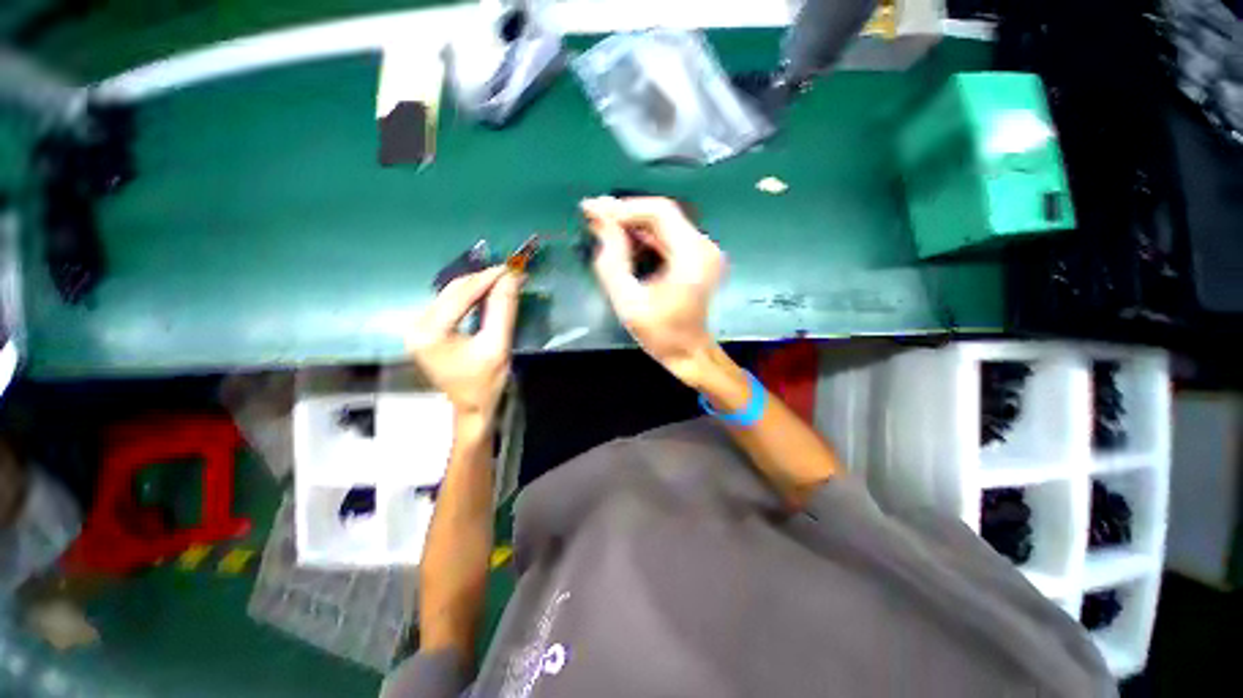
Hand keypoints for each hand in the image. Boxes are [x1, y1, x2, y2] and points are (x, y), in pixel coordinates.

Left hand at [408, 266, 523, 422]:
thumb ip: (503, 310)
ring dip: (478, 285)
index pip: (461, 294)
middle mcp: (417, 325)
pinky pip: (450, 303)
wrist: (471, 408)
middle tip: (511, 273)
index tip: (512, 267)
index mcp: (430, 332)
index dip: (488, 278)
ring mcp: (418, 327)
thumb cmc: (485, 383)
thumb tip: (511, 277)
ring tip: (504, 280)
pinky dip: (471, 296)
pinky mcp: (426, 329)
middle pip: (453, 290)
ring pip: (451, 294)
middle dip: (484, 279)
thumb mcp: (498, 346)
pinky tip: (488, 292)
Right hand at [581, 196, 726, 385]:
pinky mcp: (699, 257)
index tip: (594, 210)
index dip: (625, 208)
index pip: (659, 213)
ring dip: (633, 223)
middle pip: (662, 214)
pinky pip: (669, 236)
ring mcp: (704, 251)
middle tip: (593, 214)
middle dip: (626, 213)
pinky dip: (645, 235)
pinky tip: (623, 239)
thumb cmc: (660, 333)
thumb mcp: (628, 302)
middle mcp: (704, 247)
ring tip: (602, 225)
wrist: (689, 352)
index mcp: (692, 257)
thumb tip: (600, 223)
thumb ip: (612, 262)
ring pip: (664, 223)